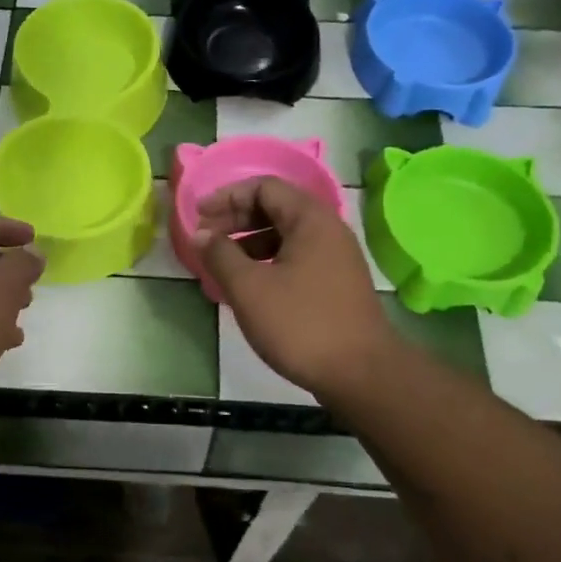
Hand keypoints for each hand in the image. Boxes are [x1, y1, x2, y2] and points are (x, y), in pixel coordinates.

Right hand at [194, 177, 395, 401]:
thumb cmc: (301, 324)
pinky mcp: (337, 284)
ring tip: (222, 265)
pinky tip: (249, 287)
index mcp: (310, 220)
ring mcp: (336, 258)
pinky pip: (296, 258)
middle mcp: (328, 230)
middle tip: (206, 239)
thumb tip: (201, 234)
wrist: (361, 373)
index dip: (227, 197)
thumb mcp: (249, 289)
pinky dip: (268, 262)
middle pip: (276, 208)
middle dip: (236, 219)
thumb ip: (220, 255)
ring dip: (249, 243)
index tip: (199, 218)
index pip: (264, 187)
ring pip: (285, 235)